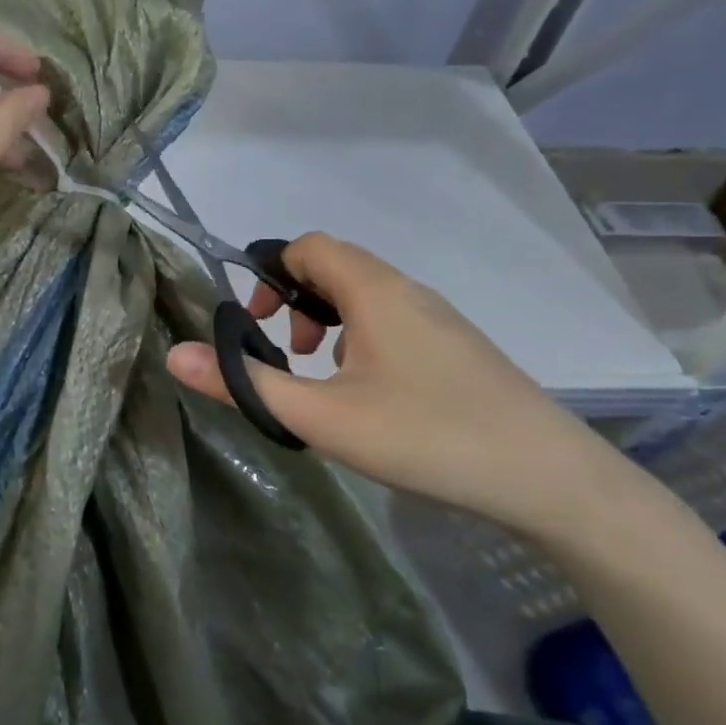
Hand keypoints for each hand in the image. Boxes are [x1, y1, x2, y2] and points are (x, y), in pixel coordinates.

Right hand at [166, 232, 623, 537]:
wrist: (550, 478)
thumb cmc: (426, 436)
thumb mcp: (321, 417)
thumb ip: (245, 383)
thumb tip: (175, 353)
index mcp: (374, 291)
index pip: (308, 246)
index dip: (269, 271)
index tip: (253, 320)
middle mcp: (408, 291)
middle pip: (335, 266)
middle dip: (294, 299)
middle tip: (283, 352)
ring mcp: (439, 318)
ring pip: (364, 295)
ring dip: (325, 320)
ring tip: (319, 375)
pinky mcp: (457, 347)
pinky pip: (392, 318)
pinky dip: (359, 336)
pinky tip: (366, 392)